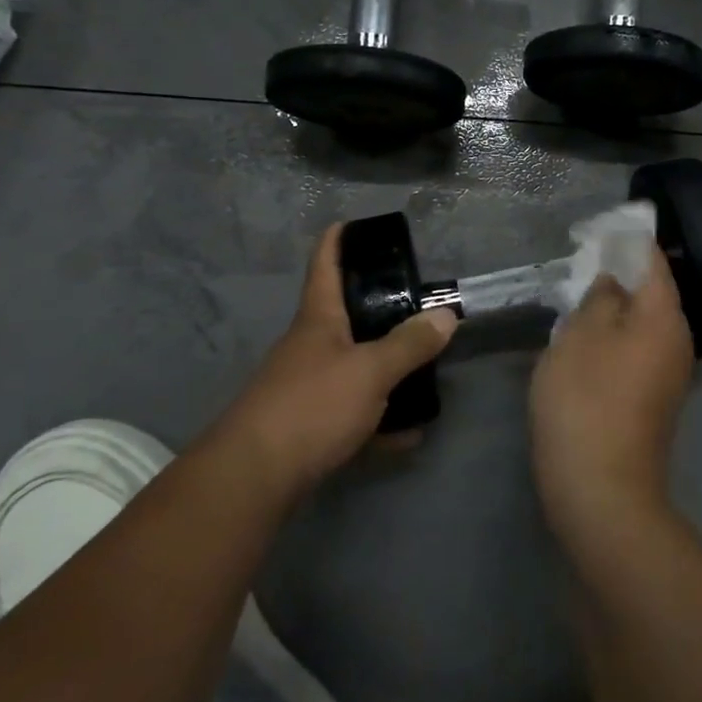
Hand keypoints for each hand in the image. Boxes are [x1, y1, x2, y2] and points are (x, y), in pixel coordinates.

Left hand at [218, 223, 456, 495]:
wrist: (254, 478)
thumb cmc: (312, 405)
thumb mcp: (370, 371)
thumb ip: (410, 344)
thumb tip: (446, 315)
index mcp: (319, 319)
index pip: (325, 264)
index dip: (338, 239)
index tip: (355, 223)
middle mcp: (310, 346)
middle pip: (346, 316)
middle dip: (381, 309)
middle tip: (419, 305)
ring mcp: (307, 386)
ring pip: (354, 366)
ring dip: (388, 370)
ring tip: (427, 372)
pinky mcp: (309, 425)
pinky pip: (354, 413)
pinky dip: (381, 419)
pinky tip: (409, 434)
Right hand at [529, 246, 694, 539]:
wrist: (602, 491)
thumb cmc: (587, 400)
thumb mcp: (580, 335)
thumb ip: (599, 297)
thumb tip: (614, 282)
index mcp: (665, 316)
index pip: (652, 260)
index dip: (628, 239)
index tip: (600, 227)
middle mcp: (677, 341)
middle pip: (651, 292)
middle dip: (619, 273)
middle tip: (581, 262)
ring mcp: (669, 374)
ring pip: (641, 323)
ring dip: (613, 307)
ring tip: (577, 298)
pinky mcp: (654, 400)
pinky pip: (636, 350)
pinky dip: (614, 337)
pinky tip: (584, 342)